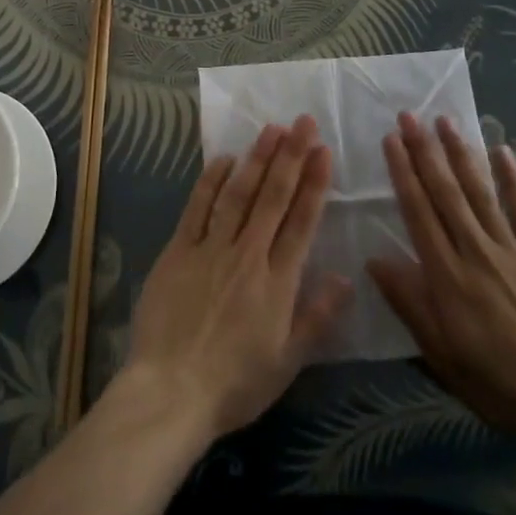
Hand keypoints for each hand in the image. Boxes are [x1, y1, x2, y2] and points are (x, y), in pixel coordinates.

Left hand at [120, 116, 351, 441]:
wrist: (171, 392)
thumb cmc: (234, 384)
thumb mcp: (286, 362)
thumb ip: (316, 317)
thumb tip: (345, 277)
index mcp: (277, 282)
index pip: (301, 222)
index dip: (314, 184)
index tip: (323, 151)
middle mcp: (247, 255)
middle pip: (273, 197)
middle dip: (291, 156)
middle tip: (303, 122)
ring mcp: (211, 248)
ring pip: (238, 193)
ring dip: (257, 158)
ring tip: (272, 129)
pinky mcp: (179, 250)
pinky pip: (198, 207)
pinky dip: (212, 180)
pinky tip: (224, 158)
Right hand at [368, 113, 515, 449]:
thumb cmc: (495, 381)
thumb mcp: (440, 353)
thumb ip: (409, 302)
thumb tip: (374, 260)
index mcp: (447, 274)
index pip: (418, 211)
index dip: (403, 172)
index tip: (391, 139)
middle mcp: (475, 251)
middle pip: (445, 192)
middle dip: (425, 151)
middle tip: (410, 115)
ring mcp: (512, 250)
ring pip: (480, 192)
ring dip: (460, 153)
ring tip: (445, 121)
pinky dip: (513, 180)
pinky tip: (502, 150)